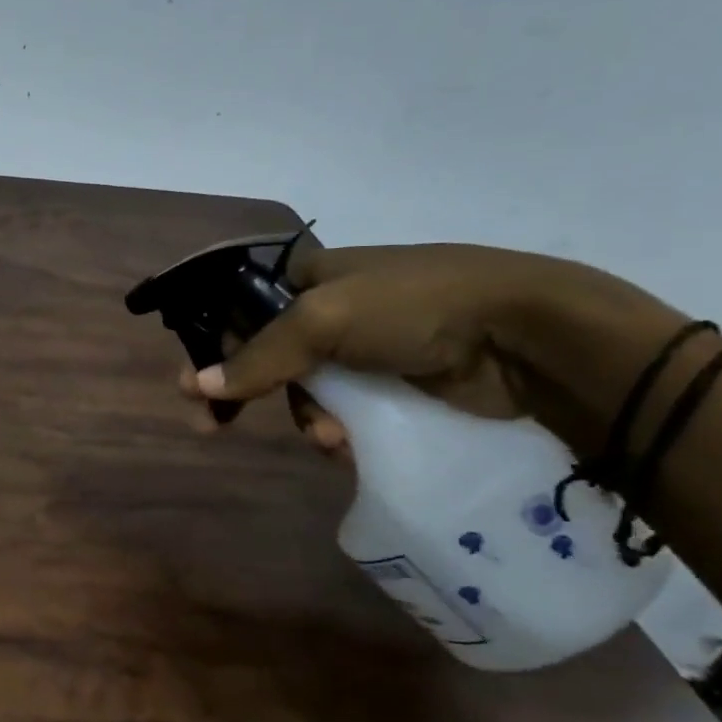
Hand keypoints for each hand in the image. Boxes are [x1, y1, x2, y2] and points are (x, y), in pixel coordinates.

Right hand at [176, 244, 617, 454]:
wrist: (525, 336)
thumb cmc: (412, 308)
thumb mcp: (322, 321)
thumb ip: (258, 355)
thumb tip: (195, 386)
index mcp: (311, 276)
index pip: (243, 311)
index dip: (215, 347)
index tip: (196, 389)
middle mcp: (334, 308)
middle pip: (269, 355)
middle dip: (252, 392)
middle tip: (216, 427)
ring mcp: (367, 347)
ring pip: (307, 390)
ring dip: (307, 418)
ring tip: (330, 439)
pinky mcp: (398, 383)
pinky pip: (347, 411)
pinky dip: (339, 431)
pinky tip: (349, 445)